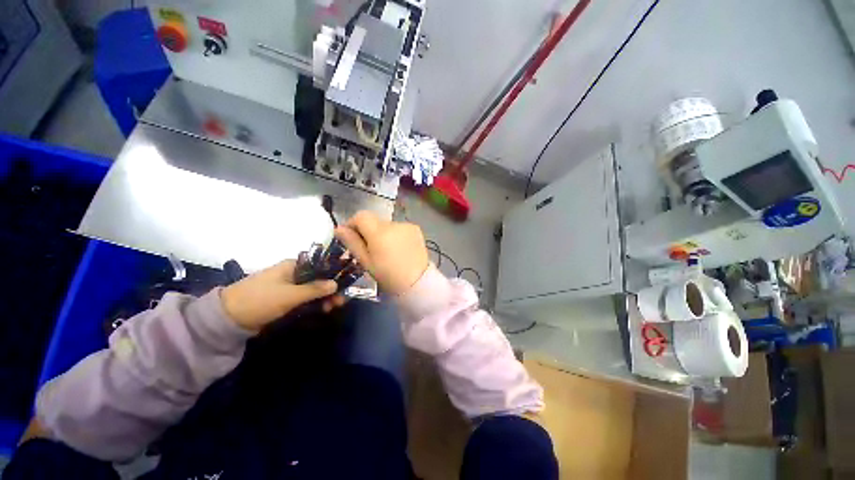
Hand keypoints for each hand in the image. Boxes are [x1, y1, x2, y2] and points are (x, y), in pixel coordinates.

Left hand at [221, 260, 344, 330]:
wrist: (227, 318)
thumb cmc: (260, 300)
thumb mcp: (290, 295)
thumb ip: (314, 289)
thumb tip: (336, 283)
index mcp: (293, 265)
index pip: (320, 265)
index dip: (334, 275)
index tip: (344, 286)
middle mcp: (292, 273)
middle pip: (318, 278)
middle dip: (330, 289)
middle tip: (339, 302)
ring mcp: (288, 286)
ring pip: (312, 289)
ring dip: (323, 297)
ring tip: (331, 308)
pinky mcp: (283, 298)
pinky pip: (304, 297)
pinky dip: (313, 303)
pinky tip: (321, 309)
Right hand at [335, 211, 428, 294]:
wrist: (417, 282)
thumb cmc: (388, 275)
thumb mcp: (366, 262)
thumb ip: (352, 242)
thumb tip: (339, 228)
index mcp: (379, 232)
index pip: (361, 215)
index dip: (353, 223)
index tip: (352, 237)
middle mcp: (393, 224)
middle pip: (374, 221)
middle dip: (368, 232)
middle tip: (370, 249)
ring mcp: (406, 225)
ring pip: (387, 225)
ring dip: (383, 234)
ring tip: (387, 251)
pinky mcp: (415, 229)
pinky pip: (399, 228)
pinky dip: (395, 235)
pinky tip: (399, 249)